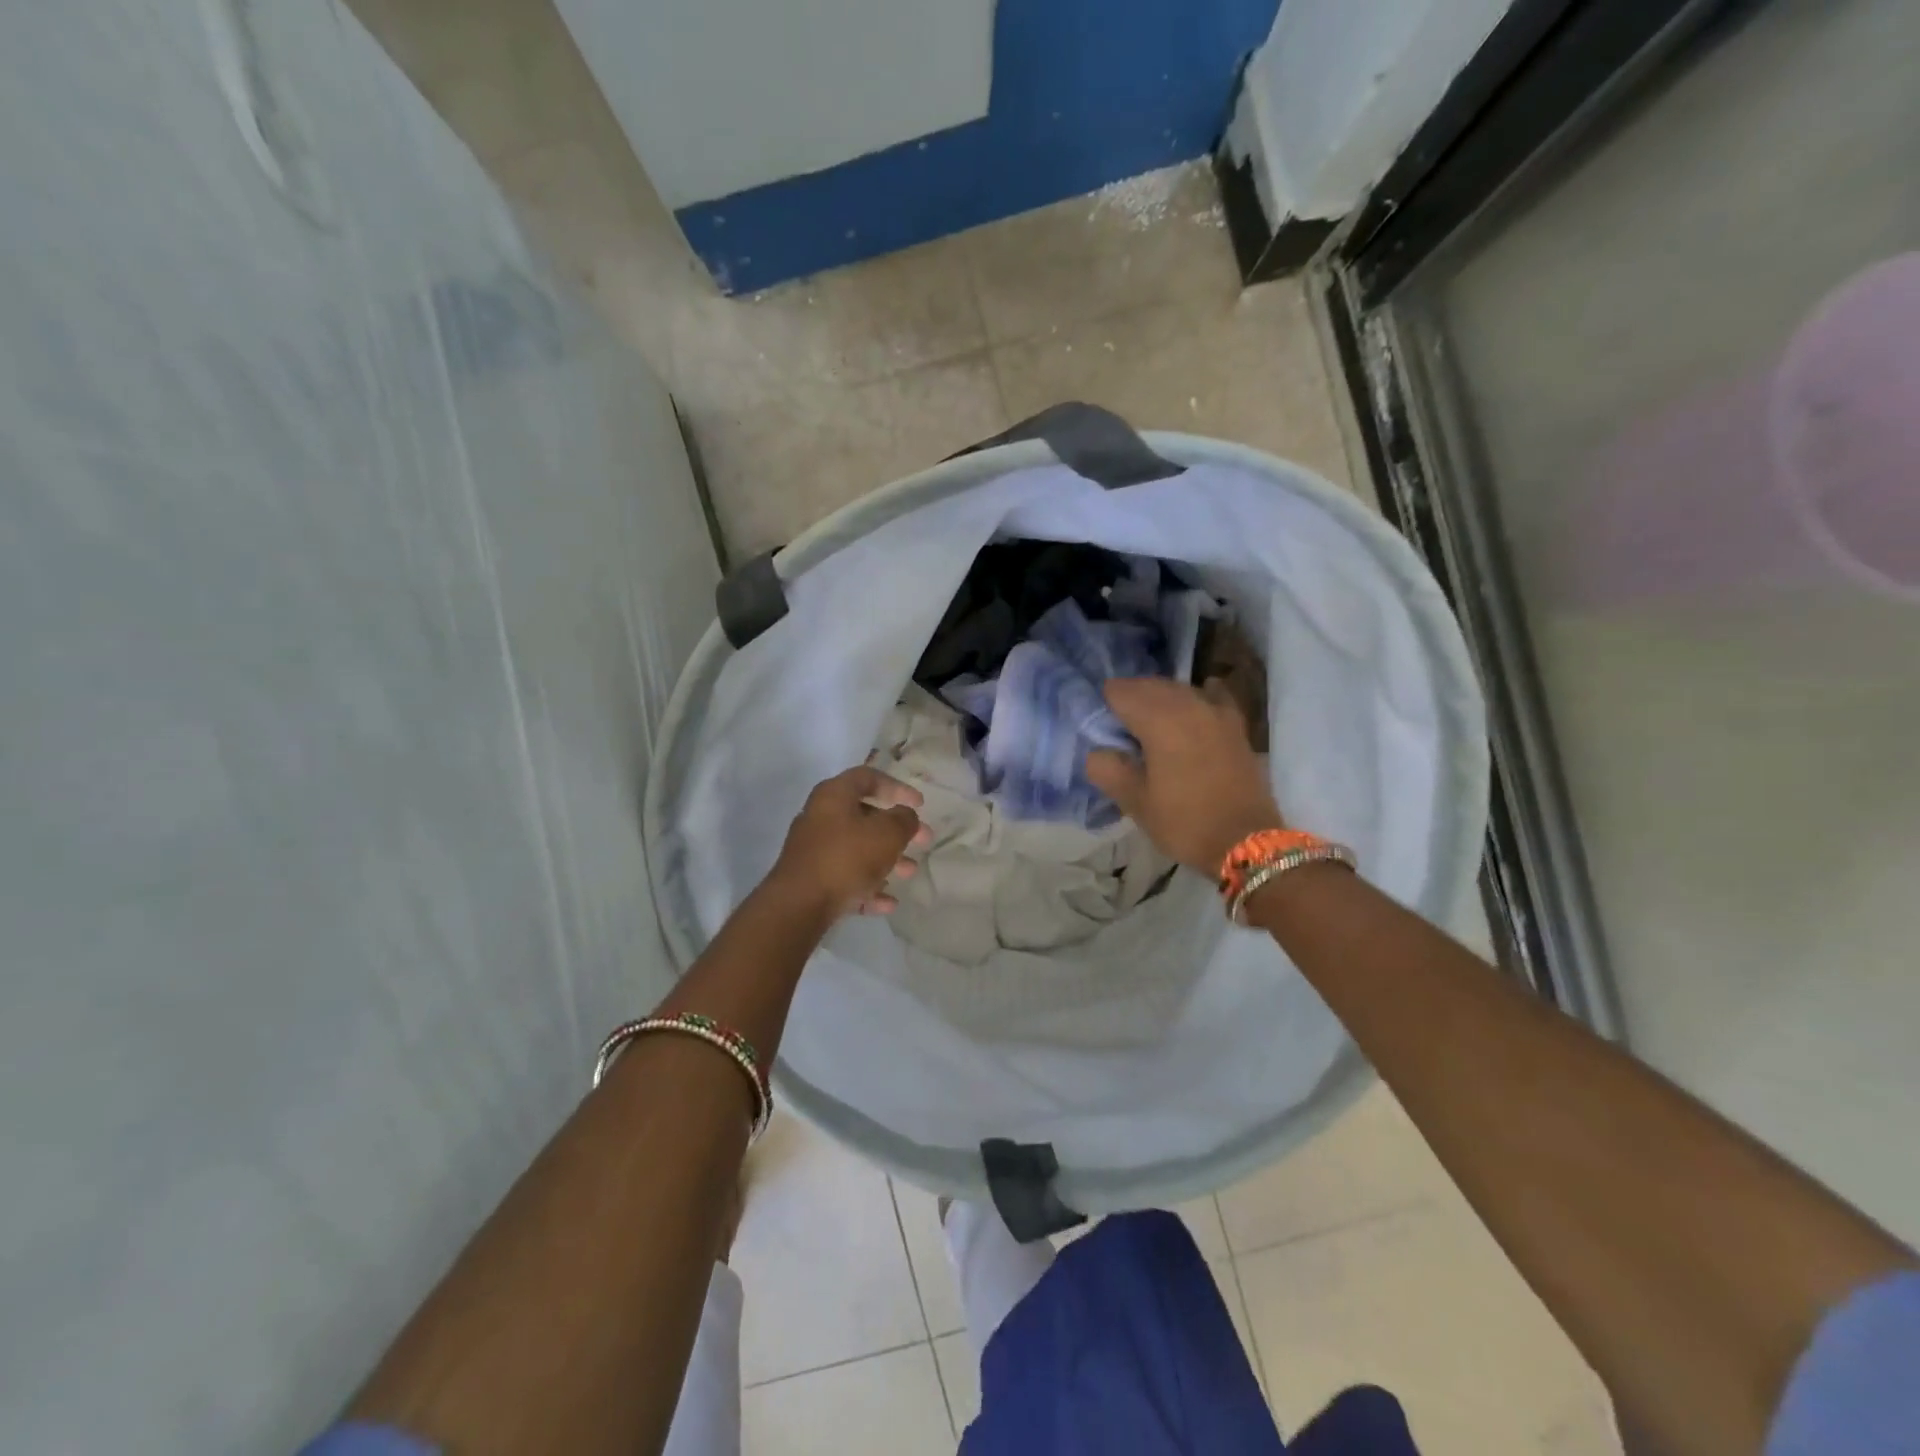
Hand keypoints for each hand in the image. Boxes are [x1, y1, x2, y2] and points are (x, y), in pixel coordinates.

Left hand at [769, 766, 929, 916]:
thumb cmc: (847, 858)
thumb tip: (906, 816)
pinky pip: (846, 877)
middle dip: (897, 830)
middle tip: (923, 841)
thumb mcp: (887, 834)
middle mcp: (820, 817)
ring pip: (857, 849)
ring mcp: (813, 850)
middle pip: (865, 816)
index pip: (868, 777)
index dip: (897, 787)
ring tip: (910, 873)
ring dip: (886, 859)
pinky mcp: (811, 879)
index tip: (920, 804)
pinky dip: (868, 886)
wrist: (799, 904)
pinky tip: (889, 903)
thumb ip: (904, 820)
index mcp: (834, 795)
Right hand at [1085, 678, 1284, 875]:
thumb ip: (1107, 769)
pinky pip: (1211, 696)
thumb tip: (1097, 751)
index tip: (1098, 726)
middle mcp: (1188, 704)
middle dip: (1129, 698)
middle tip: (1116, 726)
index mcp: (1159, 720)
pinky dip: (1196, 697)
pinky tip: (1192, 707)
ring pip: (1178, 689)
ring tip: (1147, 723)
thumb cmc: (1184, 822)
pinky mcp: (1235, 725)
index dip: (1104, 704)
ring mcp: (1216, 711)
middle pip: (1149, 685)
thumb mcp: (1135, 802)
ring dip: (1159, 698)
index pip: (1120, 691)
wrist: (1246, 842)